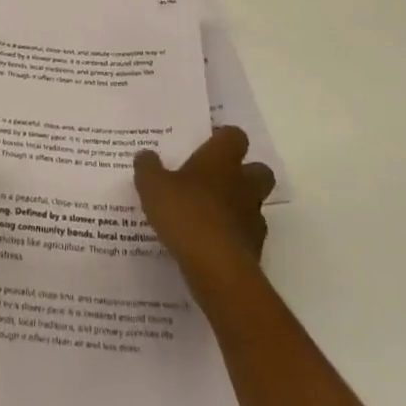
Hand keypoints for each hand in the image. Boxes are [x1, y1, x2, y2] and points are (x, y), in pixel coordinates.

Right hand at [134, 126, 274, 290]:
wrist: (217, 269)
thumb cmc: (186, 214)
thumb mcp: (153, 186)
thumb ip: (148, 167)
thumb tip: (146, 155)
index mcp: (222, 160)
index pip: (235, 136)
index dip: (224, 138)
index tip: (209, 143)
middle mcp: (243, 184)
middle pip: (259, 170)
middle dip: (245, 173)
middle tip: (217, 179)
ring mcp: (253, 218)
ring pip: (255, 204)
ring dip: (239, 207)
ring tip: (211, 215)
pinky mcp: (255, 250)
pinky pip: (247, 236)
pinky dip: (234, 237)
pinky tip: (211, 243)